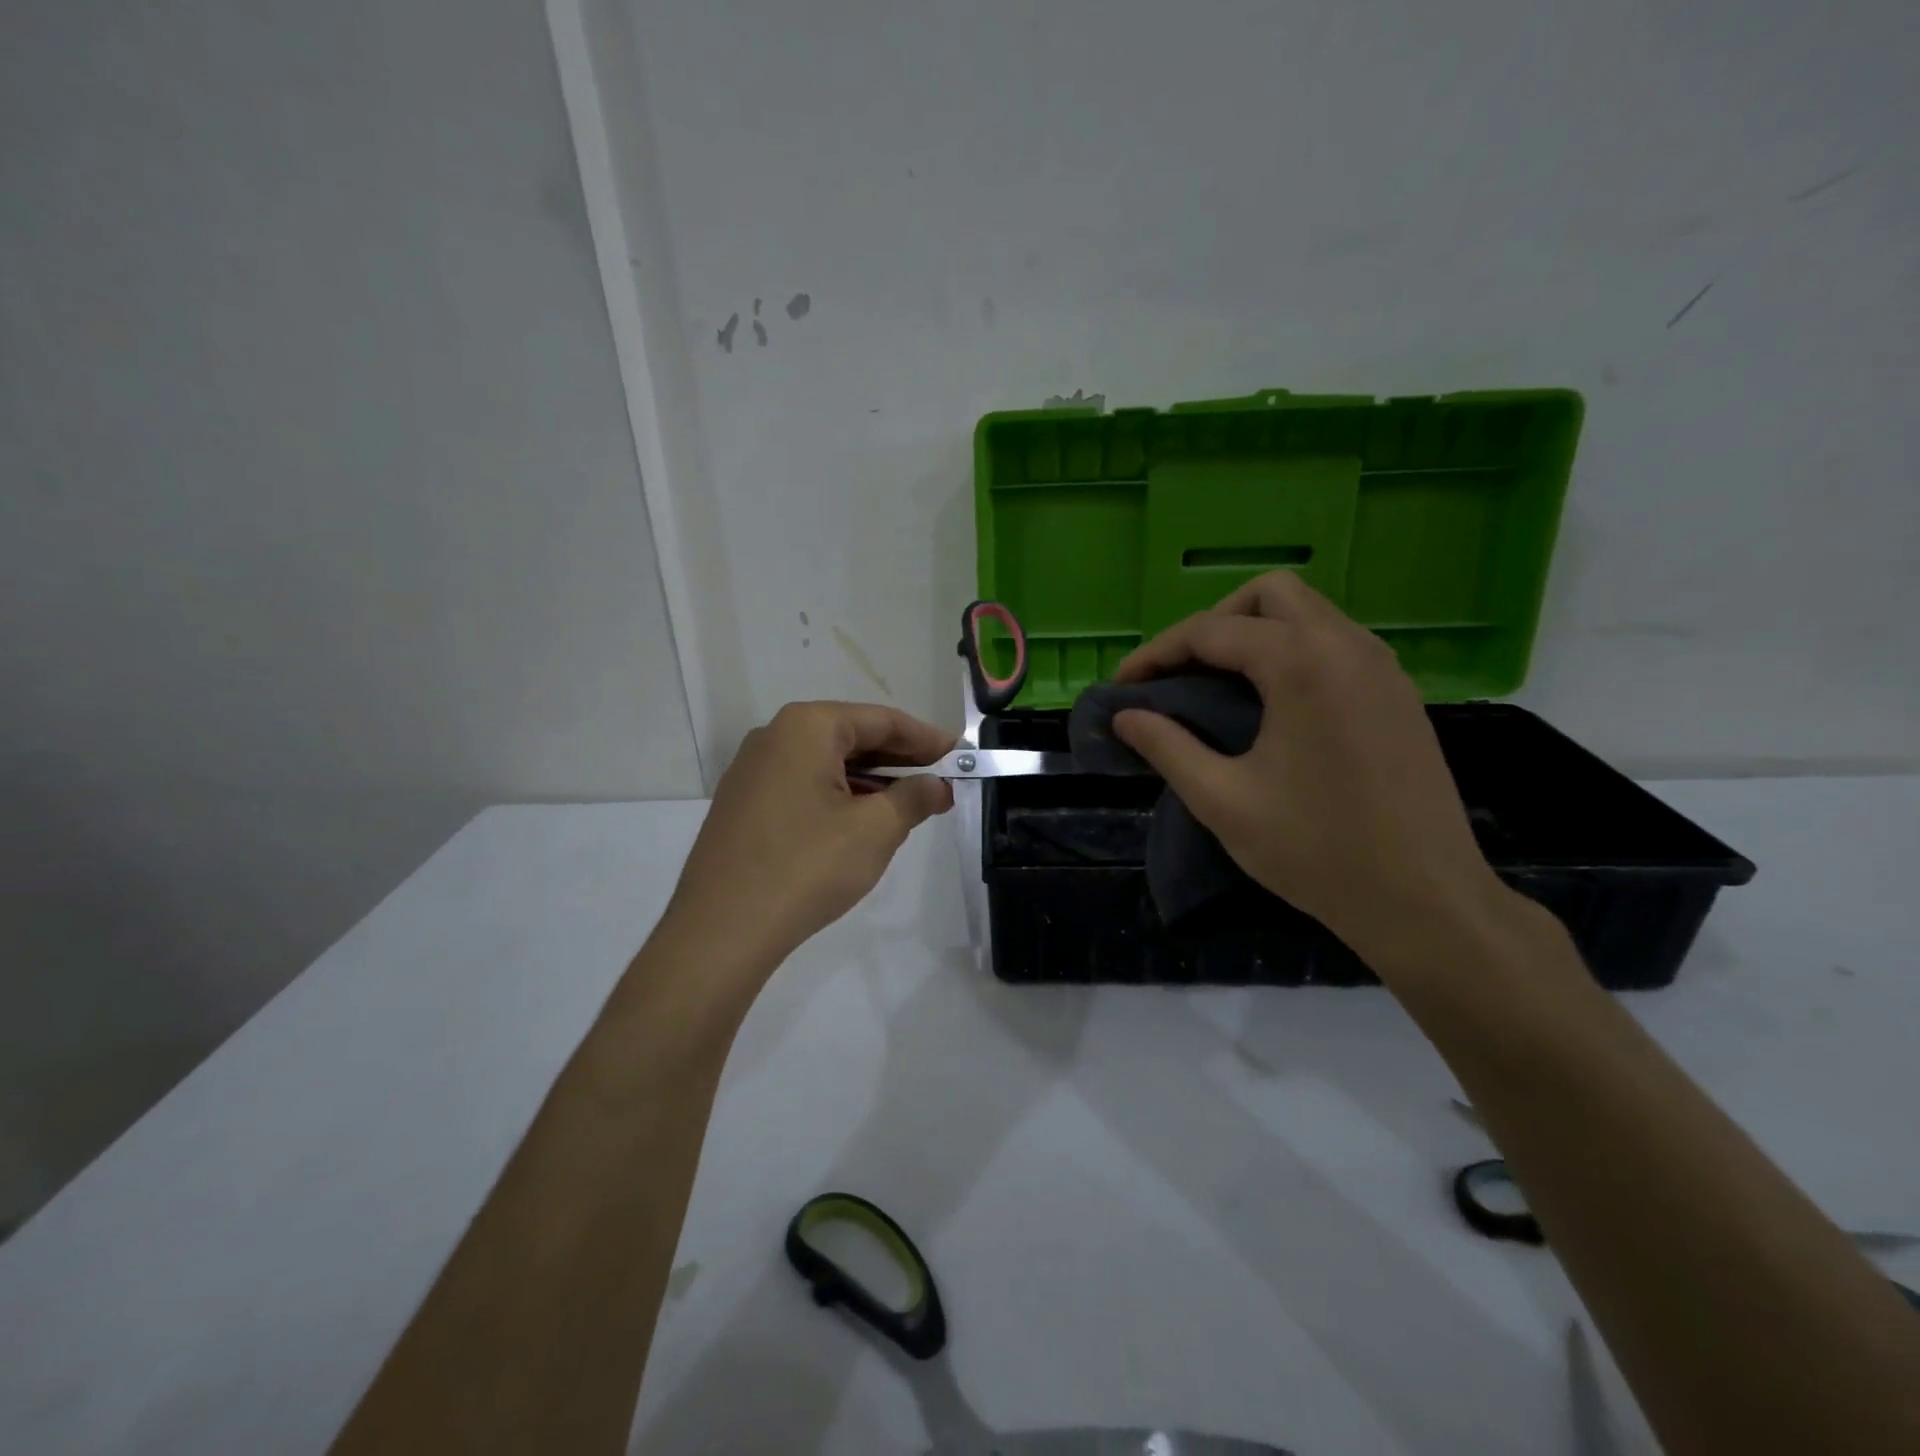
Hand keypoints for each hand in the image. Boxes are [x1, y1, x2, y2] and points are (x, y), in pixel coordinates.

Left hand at [662, 702, 953, 975]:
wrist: (721, 930)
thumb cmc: (806, 867)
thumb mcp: (875, 830)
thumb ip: (914, 798)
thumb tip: (938, 786)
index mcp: (806, 727)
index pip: (881, 720)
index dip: (926, 739)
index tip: (960, 756)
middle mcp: (774, 736)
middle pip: (851, 737)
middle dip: (899, 760)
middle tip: (941, 781)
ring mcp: (752, 771)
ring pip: (827, 764)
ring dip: (871, 781)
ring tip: (908, 805)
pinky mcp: (742, 804)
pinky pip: (803, 785)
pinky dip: (839, 796)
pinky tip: (861, 822)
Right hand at [1112, 571, 1513, 972]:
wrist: (1427, 902)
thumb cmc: (1317, 851)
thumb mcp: (1223, 800)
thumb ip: (1167, 747)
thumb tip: (1125, 717)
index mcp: (1302, 663)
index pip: (1210, 631)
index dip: (1156, 654)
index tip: (1122, 688)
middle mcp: (1347, 646)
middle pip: (1267, 596)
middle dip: (1213, 624)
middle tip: (1181, 677)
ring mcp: (1382, 666)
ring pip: (1307, 613)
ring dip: (1254, 635)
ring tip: (1218, 689)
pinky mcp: (1398, 693)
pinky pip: (1335, 643)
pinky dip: (1291, 653)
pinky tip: (1272, 706)